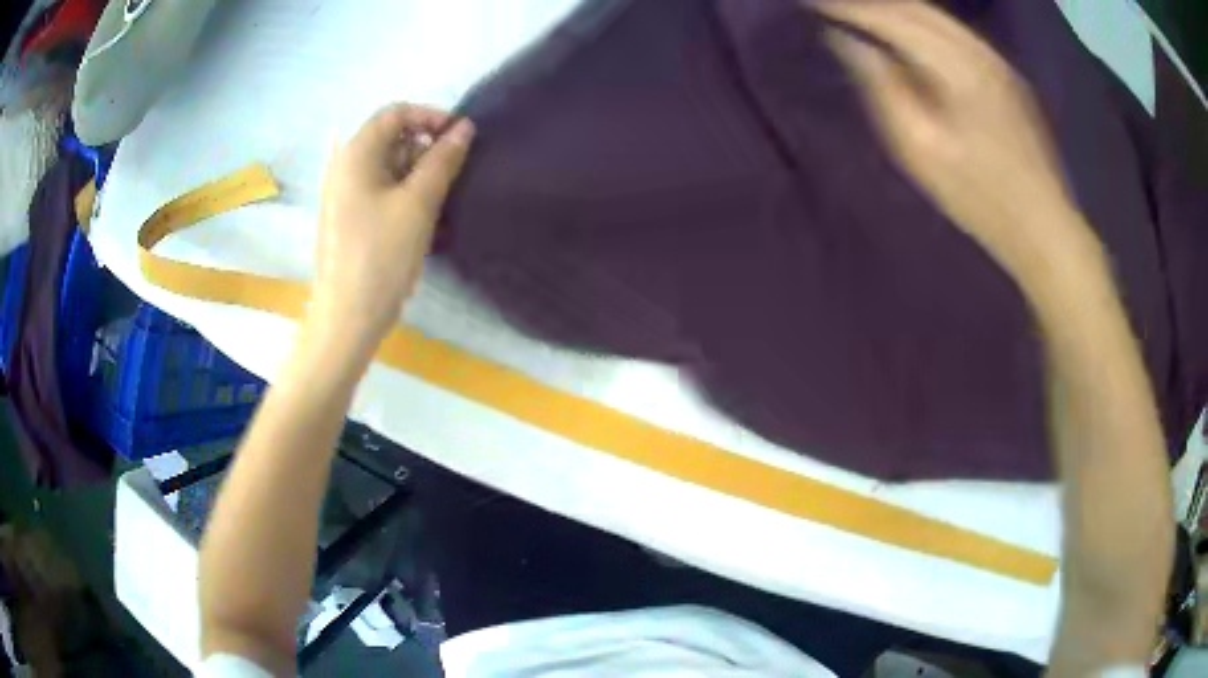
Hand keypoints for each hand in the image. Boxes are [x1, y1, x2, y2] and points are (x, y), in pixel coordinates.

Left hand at [312, 103, 474, 348]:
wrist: (348, 316)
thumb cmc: (381, 255)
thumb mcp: (419, 203)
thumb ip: (443, 160)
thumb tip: (465, 128)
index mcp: (356, 154)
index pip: (396, 113)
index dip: (431, 116)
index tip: (461, 137)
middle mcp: (345, 166)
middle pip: (390, 137)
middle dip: (426, 145)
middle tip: (454, 170)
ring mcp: (344, 193)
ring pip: (388, 164)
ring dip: (418, 170)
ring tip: (443, 195)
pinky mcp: (349, 216)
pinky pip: (380, 188)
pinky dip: (405, 191)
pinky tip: (424, 214)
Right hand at [815, 1, 1100, 283]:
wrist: (1044, 227)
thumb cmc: (979, 198)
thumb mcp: (920, 149)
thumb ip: (882, 87)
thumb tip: (849, 42)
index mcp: (957, 66)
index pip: (891, 17)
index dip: (848, 7)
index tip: (811, 3)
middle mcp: (979, 50)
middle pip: (916, 7)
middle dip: (870, 2)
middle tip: (832, 6)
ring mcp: (997, 60)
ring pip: (937, 16)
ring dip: (895, 8)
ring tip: (861, 14)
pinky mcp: (1006, 74)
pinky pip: (955, 32)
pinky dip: (922, 23)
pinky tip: (906, 32)